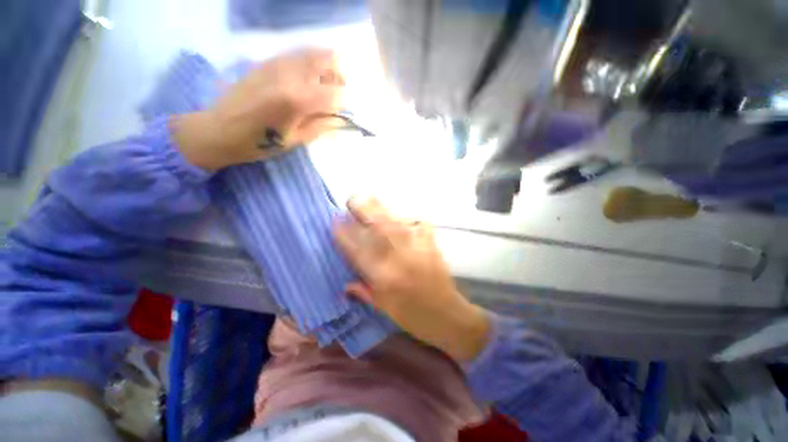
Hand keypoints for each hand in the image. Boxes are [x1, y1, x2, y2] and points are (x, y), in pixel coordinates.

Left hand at [172, 48, 344, 170]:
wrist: (218, 129)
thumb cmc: (259, 142)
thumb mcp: (296, 140)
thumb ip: (322, 126)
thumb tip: (342, 119)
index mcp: (297, 99)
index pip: (336, 93)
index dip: (344, 104)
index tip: (342, 114)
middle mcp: (289, 74)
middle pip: (328, 59)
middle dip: (340, 76)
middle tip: (336, 94)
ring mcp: (276, 63)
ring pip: (313, 52)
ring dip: (325, 69)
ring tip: (321, 89)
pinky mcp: (267, 61)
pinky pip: (297, 55)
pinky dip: (309, 66)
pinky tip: (304, 84)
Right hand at [332, 197, 490, 361]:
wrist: (446, 314)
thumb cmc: (412, 315)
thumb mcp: (382, 308)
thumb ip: (363, 291)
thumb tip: (345, 284)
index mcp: (381, 275)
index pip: (356, 248)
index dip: (343, 232)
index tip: (335, 220)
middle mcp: (396, 256)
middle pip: (375, 226)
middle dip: (361, 208)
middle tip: (352, 200)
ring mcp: (415, 246)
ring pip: (394, 220)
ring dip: (380, 209)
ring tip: (369, 199)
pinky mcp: (430, 242)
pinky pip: (418, 223)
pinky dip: (409, 219)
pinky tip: (404, 221)